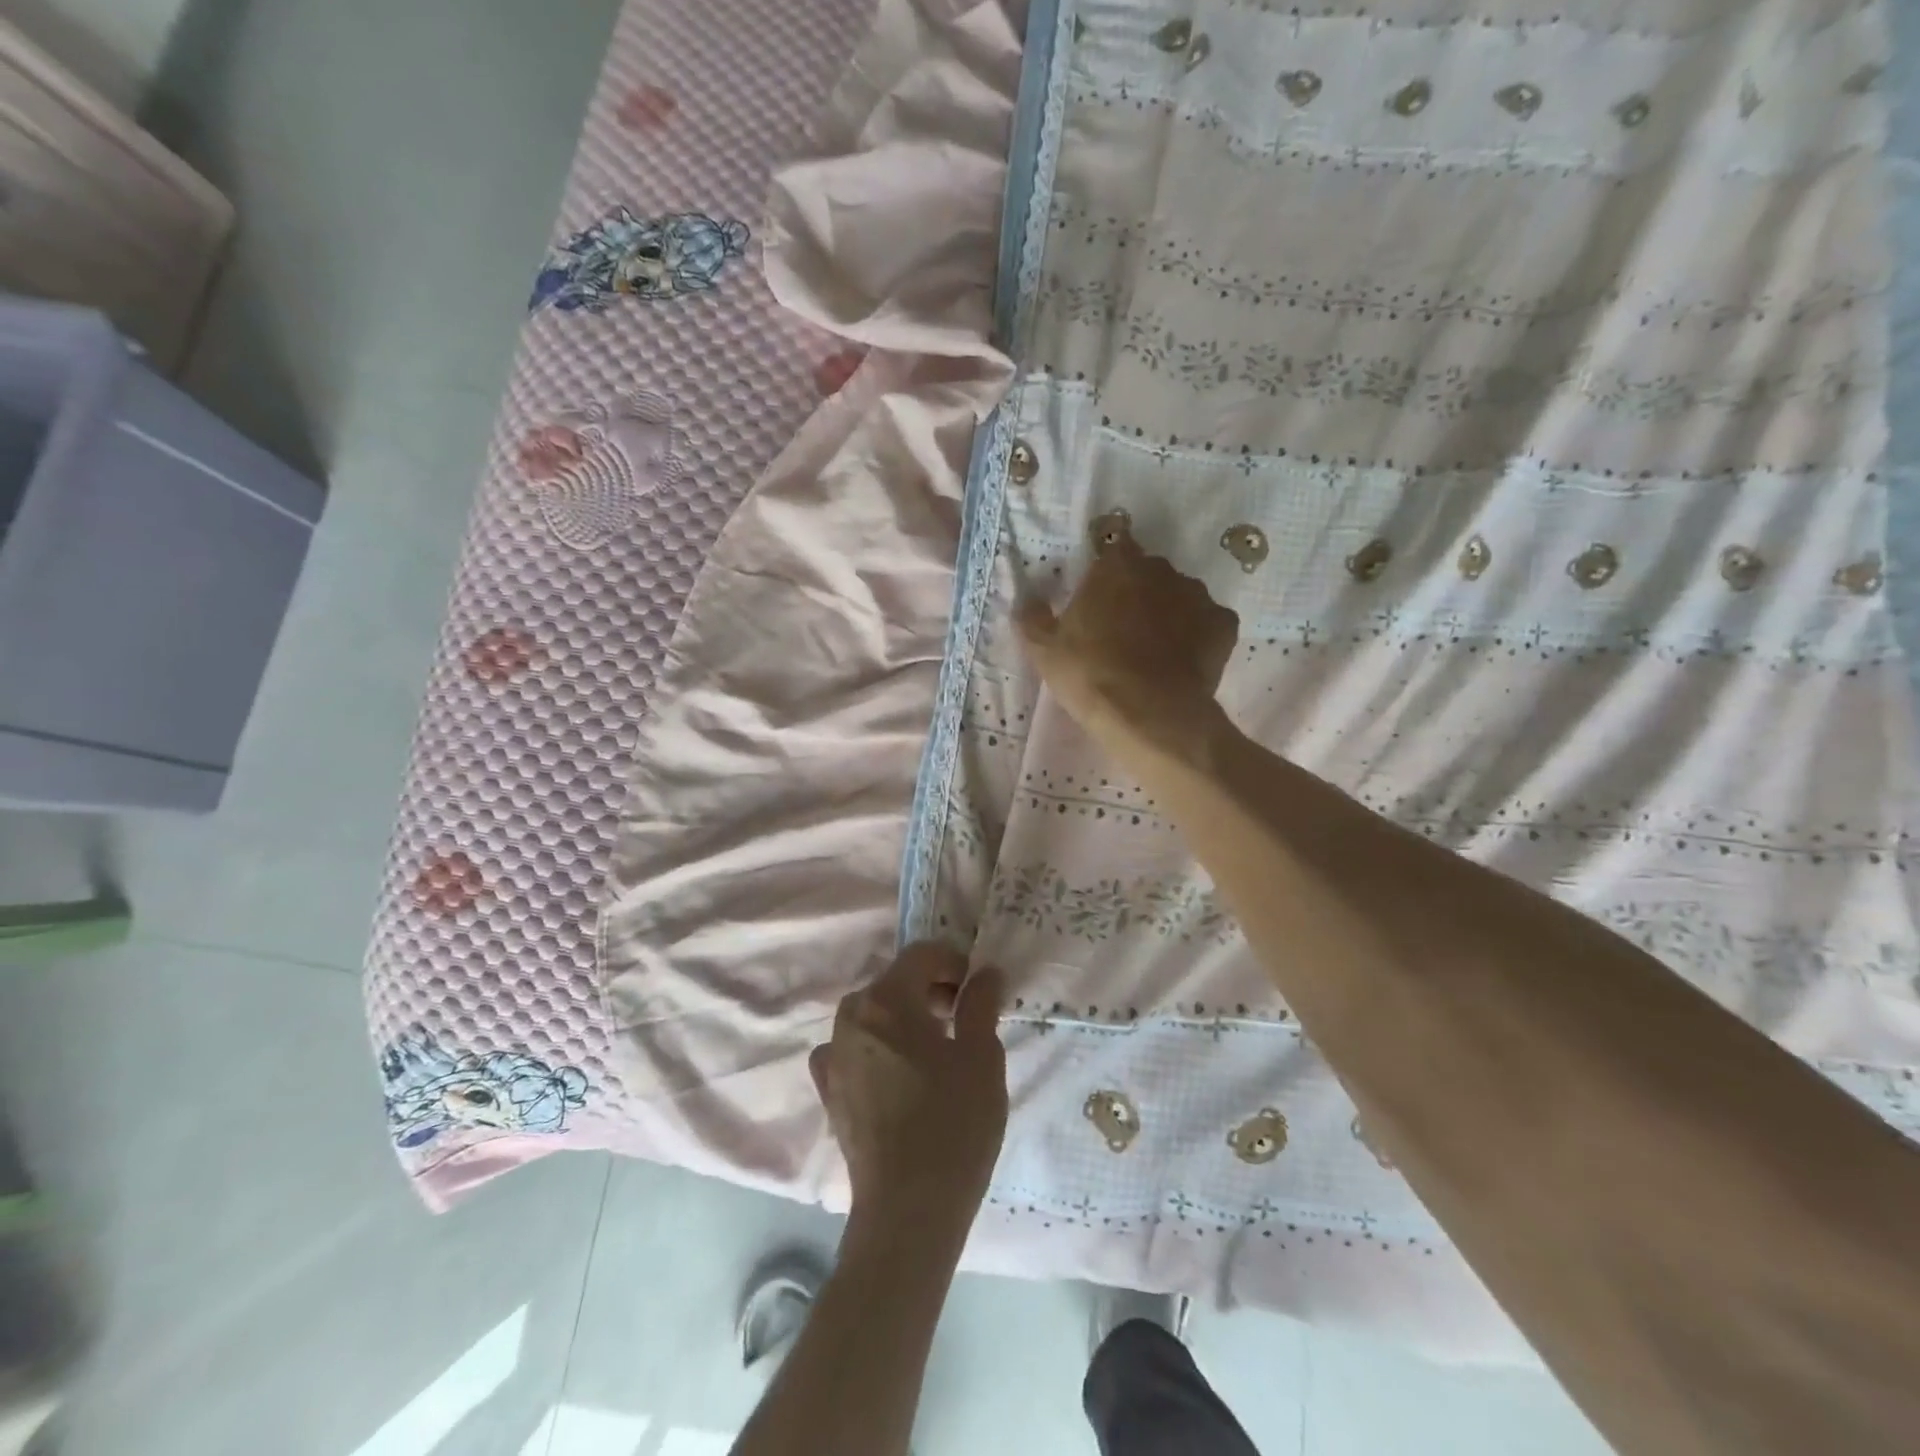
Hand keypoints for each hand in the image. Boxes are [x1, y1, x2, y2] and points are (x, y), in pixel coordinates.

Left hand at [810, 944, 1007, 1236]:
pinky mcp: (829, 1089)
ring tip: (938, 1050)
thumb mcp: (982, 1056)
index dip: (954, 963)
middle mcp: (851, 1016)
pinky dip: (880, 1048)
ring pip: (875, 1015)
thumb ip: (980, 1004)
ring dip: (906, 1018)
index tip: (979, 990)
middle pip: (895, 982)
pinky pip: (856, 1049)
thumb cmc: (953, 1123)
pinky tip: (900, 1075)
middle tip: (965, 1020)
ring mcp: (833, 1053)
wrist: (908, 1210)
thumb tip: (984, 973)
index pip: (922, 955)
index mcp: (886, 998)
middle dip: (931, 990)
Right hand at [1017, 527, 1239, 770]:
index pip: (1114, 549)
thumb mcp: (1044, 649)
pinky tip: (1183, 662)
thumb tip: (1026, 601)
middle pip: (1149, 573)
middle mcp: (1161, 569)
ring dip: (1168, 613)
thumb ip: (1033, 618)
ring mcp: (1198, 595)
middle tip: (1121, 630)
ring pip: (1180, 596)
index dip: (1107, 574)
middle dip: (1137, 593)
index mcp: (1117, 565)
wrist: (1148, 713)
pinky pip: (1208, 623)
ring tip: (1154, 651)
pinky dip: (1198, 636)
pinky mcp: (1224, 625)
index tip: (1098, 599)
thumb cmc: (1089, 674)